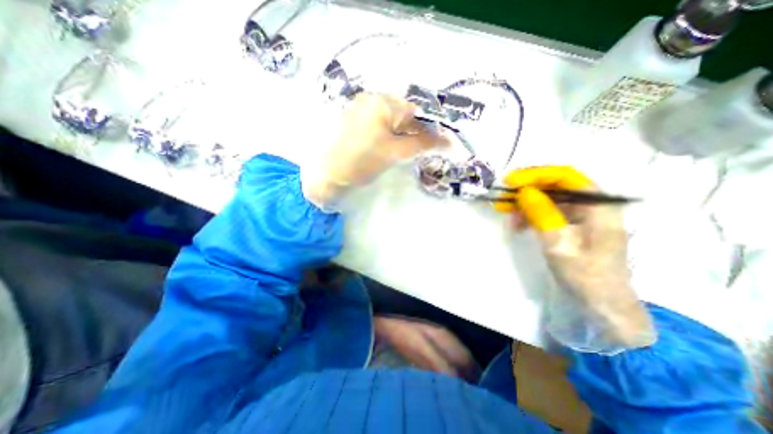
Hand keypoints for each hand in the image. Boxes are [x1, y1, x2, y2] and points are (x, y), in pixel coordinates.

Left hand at [302, 93, 447, 209]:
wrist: (327, 176)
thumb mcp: (395, 153)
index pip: (415, 111)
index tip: (439, 143)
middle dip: (416, 131)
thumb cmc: (361, 162)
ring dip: (404, 135)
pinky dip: (390, 135)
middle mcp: (371, 99)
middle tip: (423, 150)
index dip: (429, 127)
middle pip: (403, 114)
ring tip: (407, 151)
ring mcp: (360, 110)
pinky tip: (392, 148)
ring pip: (392, 120)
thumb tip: (448, 141)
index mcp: (381, 101)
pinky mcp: (355, 122)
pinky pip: (380, 125)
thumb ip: (422, 144)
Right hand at [495, 166, 650, 352]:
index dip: (536, 175)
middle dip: (526, 189)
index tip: (510, 181)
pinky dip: (529, 215)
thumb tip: (524, 191)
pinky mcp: (569, 225)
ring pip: (547, 199)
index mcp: (598, 206)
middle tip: (502, 197)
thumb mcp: (560, 245)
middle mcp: (591, 205)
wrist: (601, 305)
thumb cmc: (585, 276)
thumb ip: (543, 215)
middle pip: (555, 185)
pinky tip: (517, 224)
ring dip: (524, 203)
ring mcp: (580, 216)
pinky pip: (546, 212)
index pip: (566, 177)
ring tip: (504, 212)